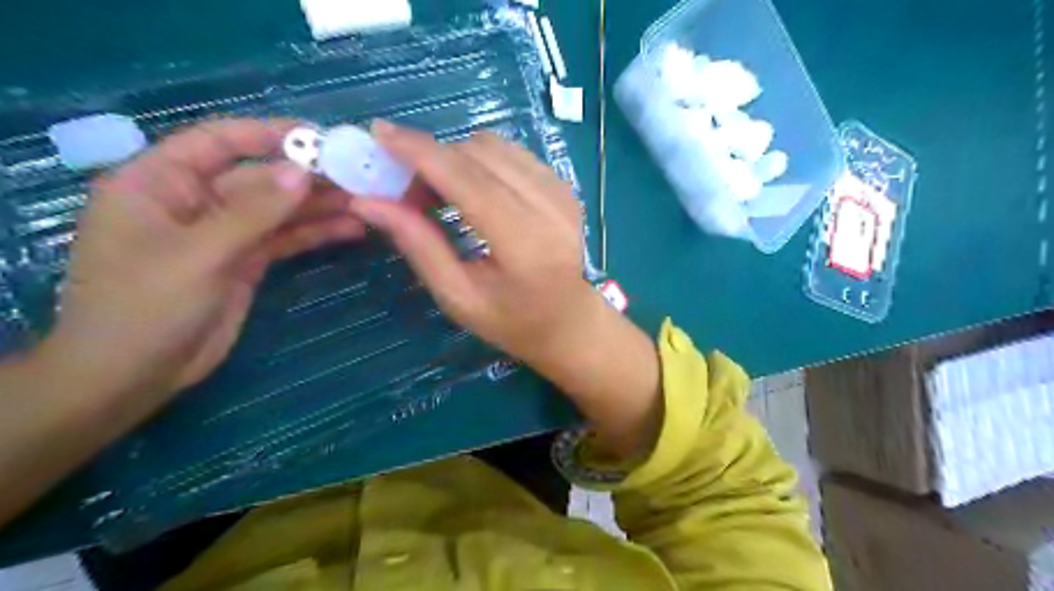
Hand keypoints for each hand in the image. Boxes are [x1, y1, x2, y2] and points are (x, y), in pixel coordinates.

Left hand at [38, 118, 367, 406]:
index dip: (268, 134)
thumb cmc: (146, 307)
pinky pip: (285, 238)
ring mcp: (223, 234)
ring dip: (319, 206)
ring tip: (366, 202)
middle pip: (259, 178)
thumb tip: (302, 171)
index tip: (320, 137)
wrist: (136, 374)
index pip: (218, 142)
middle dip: (308, 177)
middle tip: (358, 175)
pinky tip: (350, 228)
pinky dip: (315, 233)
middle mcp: (194, 201)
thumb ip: (253, 212)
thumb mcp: (199, 254)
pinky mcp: (245, 261)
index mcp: (159, 182)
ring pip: (278, 210)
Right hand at [351, 120, 604, 364]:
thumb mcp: (457, 296)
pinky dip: (480, 161)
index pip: (468, 181)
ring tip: (437, 193)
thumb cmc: (510, 321)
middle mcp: (550, 208)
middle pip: (479, 154)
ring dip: (455, 158)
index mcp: (525, 244)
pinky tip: (470, 189)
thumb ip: (418, 245)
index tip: (379, 133)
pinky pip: (511, 153)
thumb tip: (367, 201)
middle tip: (405, 189)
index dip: (421, 152)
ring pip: (495, 146)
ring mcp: (562, 192)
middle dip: (432, 158)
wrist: (567, 320)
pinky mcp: (564, 186)